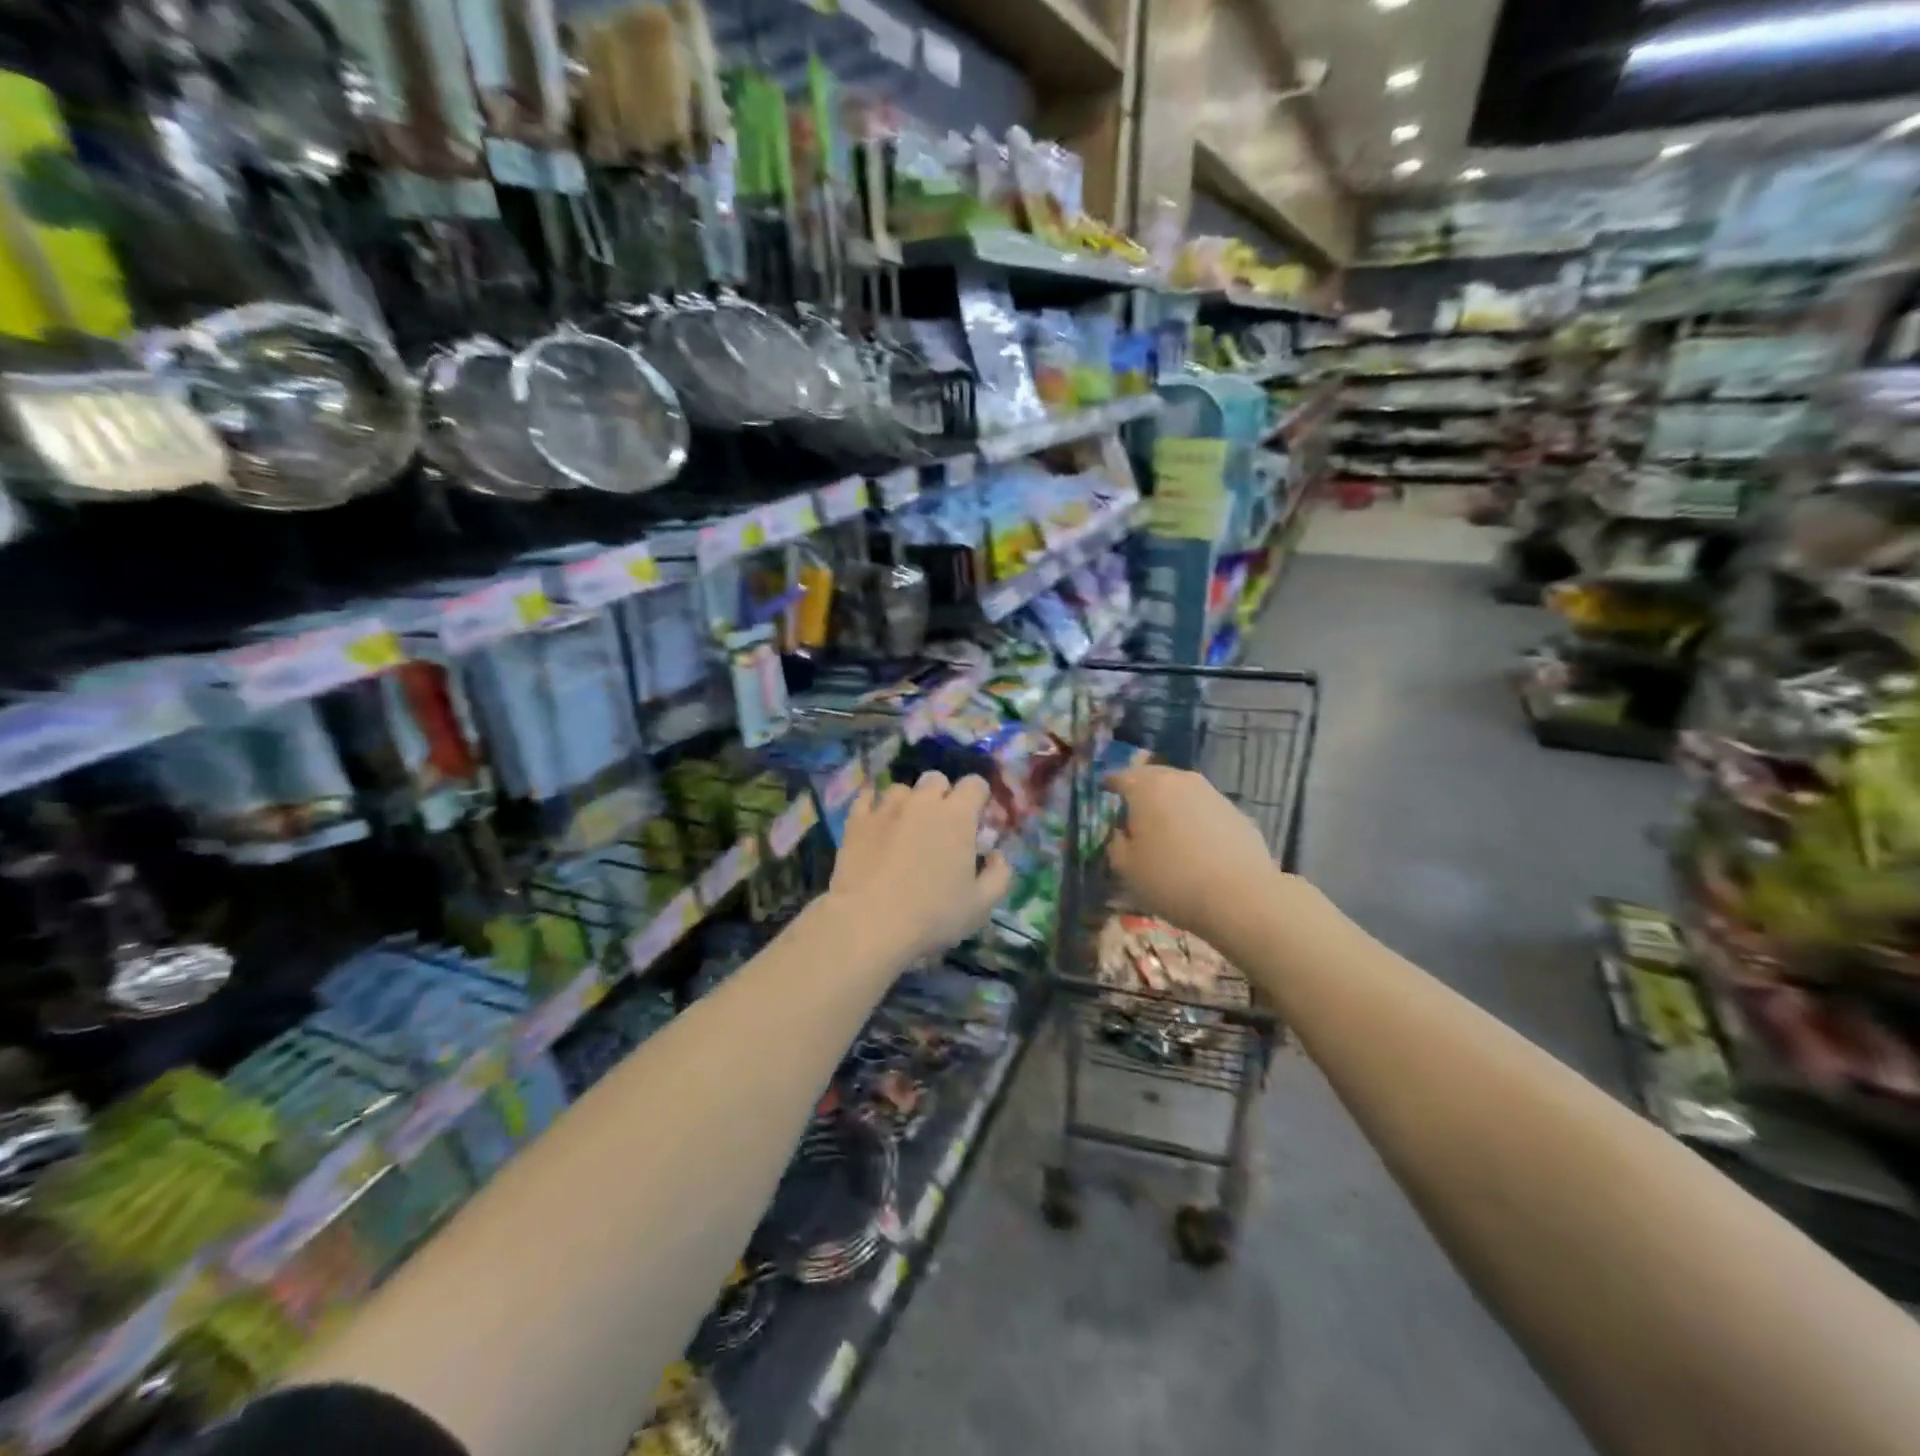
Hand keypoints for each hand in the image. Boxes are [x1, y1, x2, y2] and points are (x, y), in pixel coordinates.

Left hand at [827, 772, 1012, 960]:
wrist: (869, 922)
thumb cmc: (932, 914)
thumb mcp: (981, 905)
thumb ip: (999, 875)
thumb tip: (996, 856)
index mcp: (957, 815)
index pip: (974, 784)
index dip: (978, 797)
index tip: (976, 817)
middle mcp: (922, 802)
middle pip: (936, 779)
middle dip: (942, 795)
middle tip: (941, 824)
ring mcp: (886, 808)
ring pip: (901, 789)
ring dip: (908, 801)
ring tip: (905, 826)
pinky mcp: (856, 820)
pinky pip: (866, 798)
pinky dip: (873, 804)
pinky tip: (875, 820)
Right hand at [1106, 764, 1279, 938]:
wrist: (1241, 897)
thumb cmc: (1171, 880)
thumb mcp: (1125, 868)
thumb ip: (1115, 843)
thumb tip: (1121, 833)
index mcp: (1146, 787)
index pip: (1119, 777)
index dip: (1109, 785)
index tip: (1104, 793)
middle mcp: (1180, 780)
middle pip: (1153, 777)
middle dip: (1140, 789)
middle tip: (1132, 809)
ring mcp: (1212, 793)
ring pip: (1181, 790)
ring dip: (1169, 803)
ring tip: (1164, 827)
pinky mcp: (1236, 812)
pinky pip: (1204, 808)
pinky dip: (1193, 818)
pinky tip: (1194, 843)